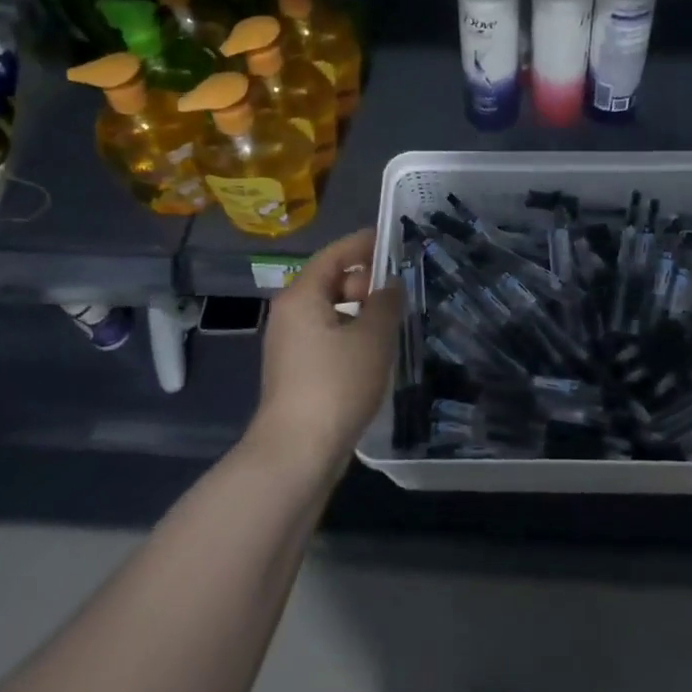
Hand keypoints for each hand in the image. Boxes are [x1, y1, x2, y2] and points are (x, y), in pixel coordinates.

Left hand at [246, 228, 401, 480]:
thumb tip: (390, 286)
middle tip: (402, 289)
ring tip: (396, 319)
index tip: (393, 239)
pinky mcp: (298, 371)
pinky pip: (329, 336)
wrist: (297, 452)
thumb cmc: (336, 384)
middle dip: (366, 281)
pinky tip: (377, 350)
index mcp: (302, 296)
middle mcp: (290, 314)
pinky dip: (352, 334)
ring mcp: (290, 345)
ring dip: (362, 311)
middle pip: (331, 282)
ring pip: (331, 312)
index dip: (363, 244)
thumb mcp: (372, 337)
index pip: (334, 255)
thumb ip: (386, 303)